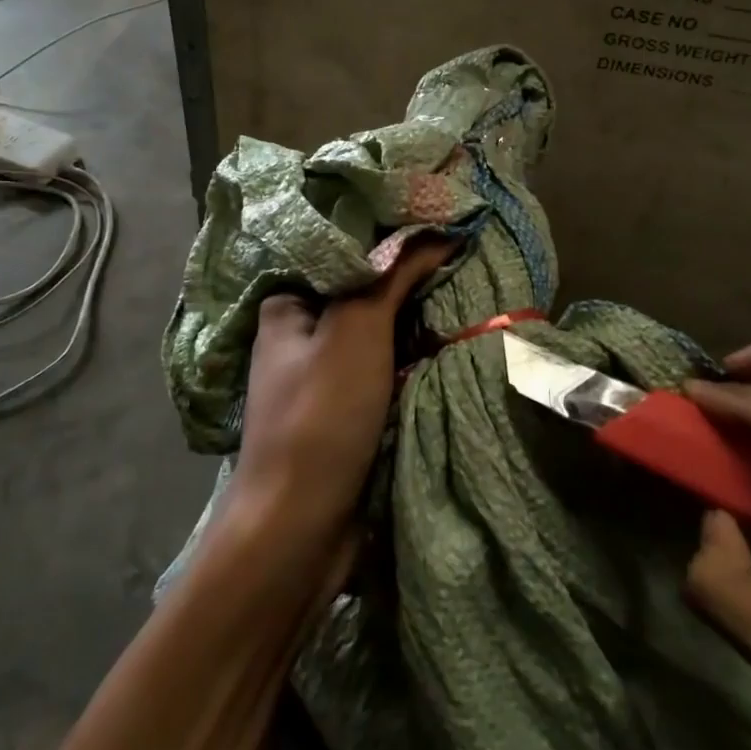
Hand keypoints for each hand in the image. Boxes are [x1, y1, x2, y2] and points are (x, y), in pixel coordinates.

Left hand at [223, 236, 451, 564]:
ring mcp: (322, 375)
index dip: (389, 238)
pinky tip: (444, 338)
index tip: (437, 223)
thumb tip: (439, 231)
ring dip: (413, 320)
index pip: (342, 252)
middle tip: (459, 255)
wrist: (299, 525)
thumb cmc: (320, 415)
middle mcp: (299, 335)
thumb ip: (394, 276)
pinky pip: (383, 368)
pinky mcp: (343, 409)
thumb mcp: (356, 330)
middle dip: (407, 280)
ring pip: (376, 332)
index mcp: (287, 305)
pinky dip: (410, 356)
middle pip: (362, 292)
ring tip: (463, 286)